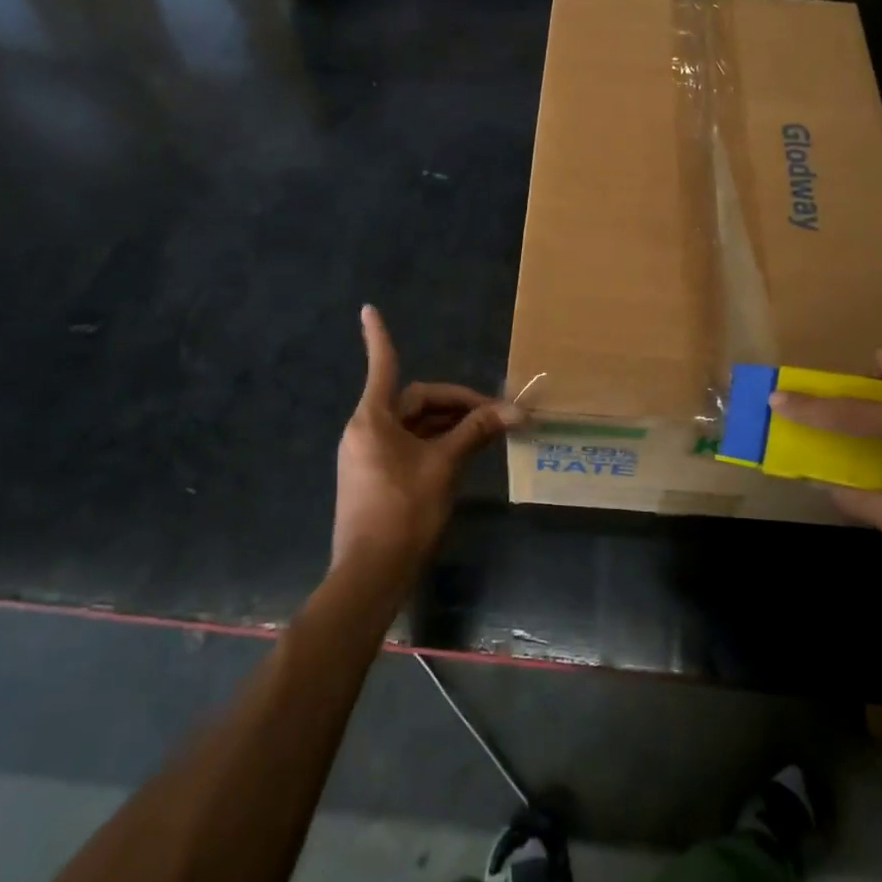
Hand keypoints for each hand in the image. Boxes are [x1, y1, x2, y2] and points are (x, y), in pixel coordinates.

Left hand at [332, 305, 522, 579]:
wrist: (370, 574)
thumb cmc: (404, 511)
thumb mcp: (445, 466)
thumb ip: (476, 432)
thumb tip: (516, 411)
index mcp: (373, 419)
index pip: (383, 366)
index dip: (378, 336)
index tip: (368, 308)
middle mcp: (365, 431)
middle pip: (415, 402)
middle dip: (456, 403)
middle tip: (496, 414)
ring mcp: (367, 456)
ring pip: (414, 426)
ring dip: (449, 425)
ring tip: (489, 432)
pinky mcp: (374, 478)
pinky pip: (408, 447)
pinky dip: (436, 444)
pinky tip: (464, 453)